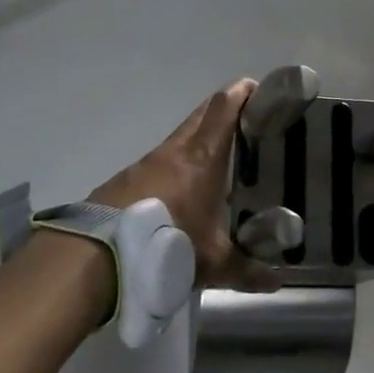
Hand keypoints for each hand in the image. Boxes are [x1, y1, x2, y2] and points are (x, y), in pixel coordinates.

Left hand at [90, 78, 277, 291]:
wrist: (96, 256)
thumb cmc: (167, 243)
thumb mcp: (212, 263)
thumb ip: (247, 270)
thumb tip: (277, 283)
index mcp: (203, 156)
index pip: (224, 107)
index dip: (242, 92)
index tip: (260, 89)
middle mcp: (175, 151)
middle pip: (202, 113)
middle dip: (224, 108)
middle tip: (248, 120)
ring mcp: (146, 163)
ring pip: (180, 137)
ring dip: (199, 139)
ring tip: (218, 161)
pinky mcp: (124, 181)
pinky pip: (159, 162)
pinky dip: (175, 165)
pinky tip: (181, 192)